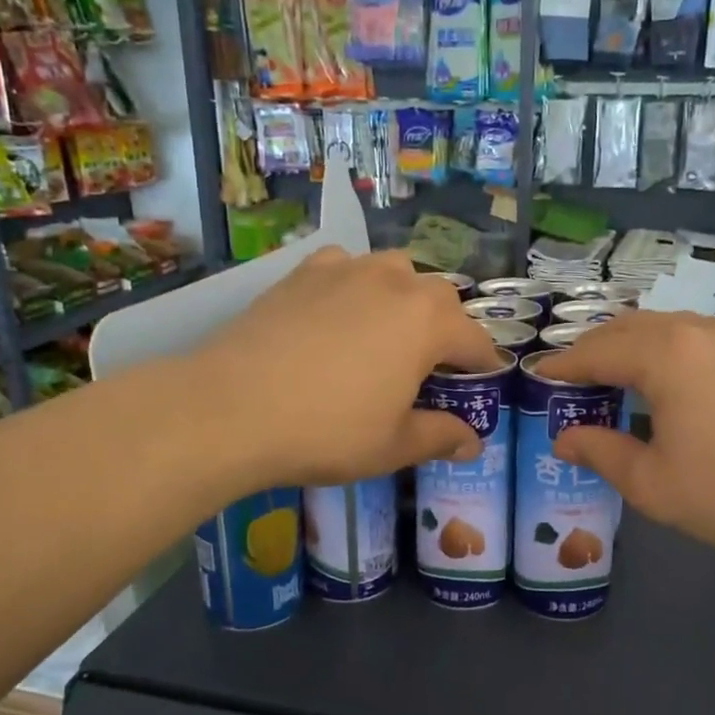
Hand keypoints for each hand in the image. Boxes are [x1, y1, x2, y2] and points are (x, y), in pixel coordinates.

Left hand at [189, 248, 501, 488]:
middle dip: (445, 330)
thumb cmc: (327, 431)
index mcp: (430, 322)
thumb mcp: (393, 445)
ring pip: (394, 273)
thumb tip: (473, 441)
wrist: (230, 408)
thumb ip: (441, 436)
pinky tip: (337, 313)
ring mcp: (347, 269)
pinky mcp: (303, 271)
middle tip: (428, 368)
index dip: (483, 368)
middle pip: (440, 299)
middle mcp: (396, 281)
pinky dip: (353, 286)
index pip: (476, 342)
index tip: (481, 388)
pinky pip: (345, 268)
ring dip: (402, 299)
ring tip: (385, 333)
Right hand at [540, 312, 714, 566]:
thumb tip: (564, 439)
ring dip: (639, 346)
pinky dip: (679, 353)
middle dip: (597, 348)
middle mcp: (700, 332)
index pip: (596, 352)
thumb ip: (601, 452)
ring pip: (673, 327)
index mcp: (664, 356)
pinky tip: (686, 387)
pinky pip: (709, 341)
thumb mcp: (652, 484)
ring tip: (626, 377)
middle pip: (631, 327)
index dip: (563, 366)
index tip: (539, 378)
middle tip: (577, 378)